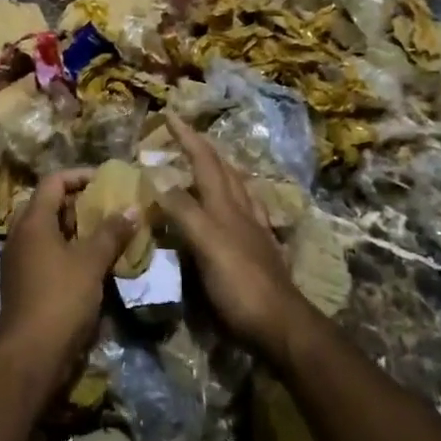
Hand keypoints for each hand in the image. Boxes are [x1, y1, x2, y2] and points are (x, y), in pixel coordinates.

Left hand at [0, 168, 136, 385]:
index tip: (105, 181)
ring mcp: (19, 261)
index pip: (53, 181)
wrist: (30, 353)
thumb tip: (132, 207)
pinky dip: (67, 251)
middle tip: (106, 207)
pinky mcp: (23, 283)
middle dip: (77, 203)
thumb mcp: (91, 262)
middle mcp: (20, 235)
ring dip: (74, 229)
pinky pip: (45, 254)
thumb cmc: (61, 298)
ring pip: (47, 232)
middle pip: (48, 205)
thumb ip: (112, 232)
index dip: (79, 176)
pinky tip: (91, 264)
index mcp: (32, 221)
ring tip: (104, 234)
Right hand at [161, 116, 312, 362]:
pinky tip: (233, 209)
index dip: (187, 137)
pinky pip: (245, 214)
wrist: (282, 326)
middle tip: (186, 135)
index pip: (204, 161)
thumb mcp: (206, 244)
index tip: (170, 114)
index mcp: (225, 205)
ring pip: (236, 189)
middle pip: (223, 170)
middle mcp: (241, 211)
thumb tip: (158, 175)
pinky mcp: (260, 252)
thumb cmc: (240, 284)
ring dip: (219, 170)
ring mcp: (254, 231)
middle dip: (203, 148)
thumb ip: (184, 210)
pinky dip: (232, 201)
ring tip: (207, 164)